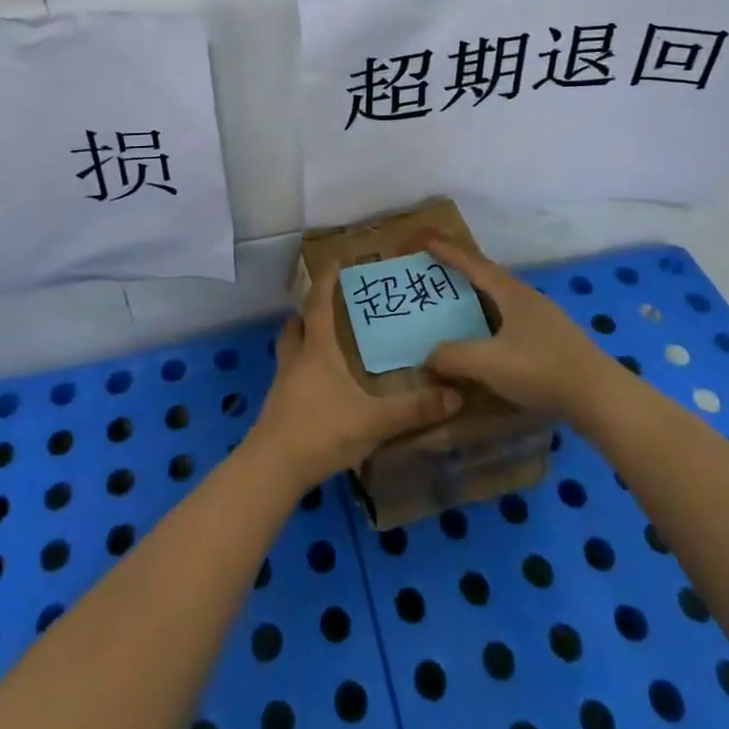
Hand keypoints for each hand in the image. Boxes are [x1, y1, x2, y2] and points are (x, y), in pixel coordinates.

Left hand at [248, 265, 462, 490]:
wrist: (274, 467)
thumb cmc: (322, 430)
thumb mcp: (373, 420)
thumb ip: (413, 409)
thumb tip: (455, 395)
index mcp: (317, 350)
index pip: (319, 305)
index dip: (326, 281)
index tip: (334, 261)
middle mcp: (296, 358)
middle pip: (296, 323)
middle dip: (309, 309)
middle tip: (326, 304)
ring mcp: (282, 383)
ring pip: (288, 347)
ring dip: (300, 337)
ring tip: (320, 340)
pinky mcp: (277, 406)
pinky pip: (288, 374)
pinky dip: (300, 368)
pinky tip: (316, 384)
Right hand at [421, 236, 615, 418]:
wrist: (601, 398)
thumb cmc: (541, 370)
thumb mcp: (489, 363)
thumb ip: (453, 357)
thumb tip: (428, 356)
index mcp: (512, 293)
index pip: (473, 265)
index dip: (449, 254)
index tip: (427, 242)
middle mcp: (528, 299)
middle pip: (490, 279)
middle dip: (463, 275)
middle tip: (438, 277)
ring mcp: (544, 320)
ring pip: (503, 302)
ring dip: (479, 301)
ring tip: (458, 310)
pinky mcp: (554, 342)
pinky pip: (513, 322)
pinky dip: (493, 323)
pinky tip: (488, 342)